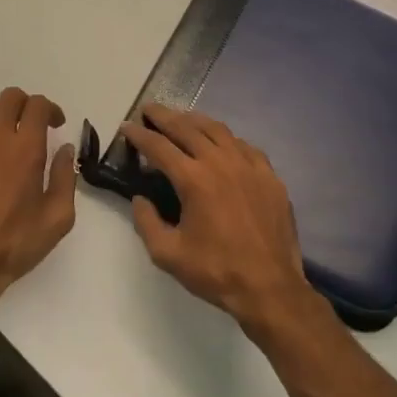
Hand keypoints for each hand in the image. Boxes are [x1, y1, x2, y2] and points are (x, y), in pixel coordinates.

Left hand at [0, 88, 76, 316]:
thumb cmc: (14, 246)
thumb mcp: (57, 219)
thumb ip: (66, 177)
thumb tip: (66, 149)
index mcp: (27, 150)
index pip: (38, 106)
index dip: (50, 109)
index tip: (54, 126)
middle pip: (10, 97)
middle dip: (25, 106)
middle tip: (30, 127)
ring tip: (0, 136)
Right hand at [119, 104, 314, 338]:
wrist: (269, 286)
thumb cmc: (215, 271)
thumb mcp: (168, 254)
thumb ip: (146, 222)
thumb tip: (140, 199)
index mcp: (194, 179)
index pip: (160, 147)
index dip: (140, 136)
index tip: (127, 127)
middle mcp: (221, 162)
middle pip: (188, 128)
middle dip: (165, 117)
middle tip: (149, 110)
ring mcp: (249, 166)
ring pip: (218, 131)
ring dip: (195, 121)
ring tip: (181, 118)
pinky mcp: (269, 176)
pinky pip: (244, 146)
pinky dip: (226, 138)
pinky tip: (222, 142)